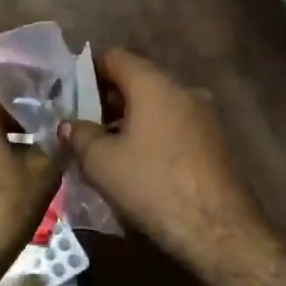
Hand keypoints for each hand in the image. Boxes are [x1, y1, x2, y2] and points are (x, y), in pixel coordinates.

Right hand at [59, 48, 264, 263]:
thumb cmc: (152, 184)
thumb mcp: (101, 162)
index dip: (87, 71)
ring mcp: (202, 113)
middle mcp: (182, 88)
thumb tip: (68, 124)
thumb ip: (79, 135)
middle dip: (107, 98)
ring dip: (130, 118)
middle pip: (137, 79)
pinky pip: (173, 123)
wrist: (217, 228)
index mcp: (153, 83)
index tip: (69, 94)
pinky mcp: (214, 139)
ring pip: (156, 103)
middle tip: (83, 123)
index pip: (114, 57)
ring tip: (107, 146)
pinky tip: (138, 161)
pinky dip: (152, 132)